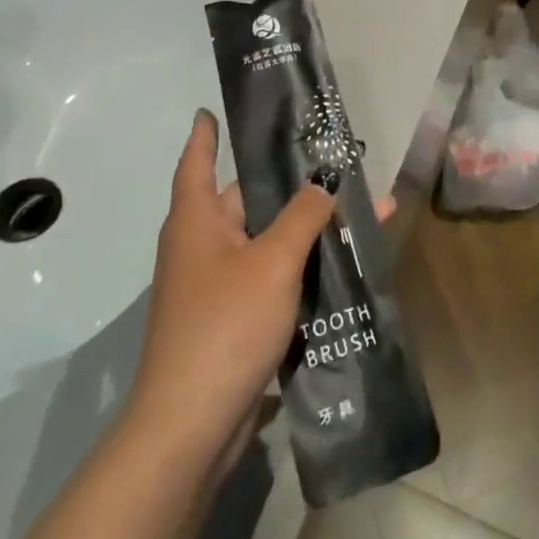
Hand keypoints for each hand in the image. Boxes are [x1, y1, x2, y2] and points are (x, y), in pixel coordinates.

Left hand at [125, 109, 337, 473]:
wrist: (190, 428)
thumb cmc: (225, 325)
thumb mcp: (273, 262)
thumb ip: (304, 216)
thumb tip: (326, 180)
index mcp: (196, 219)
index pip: (198, 161)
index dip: (205, 134)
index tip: (210, 110)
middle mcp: (201, 245)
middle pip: (247, 201)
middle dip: (289, 185)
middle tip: (329, 162)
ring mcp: (213, 286)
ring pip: (264, 242)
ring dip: (301, 230)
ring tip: (348, 211)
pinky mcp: (229, 321)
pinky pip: (267, 278)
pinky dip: (296, 269)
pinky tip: (335, 268)